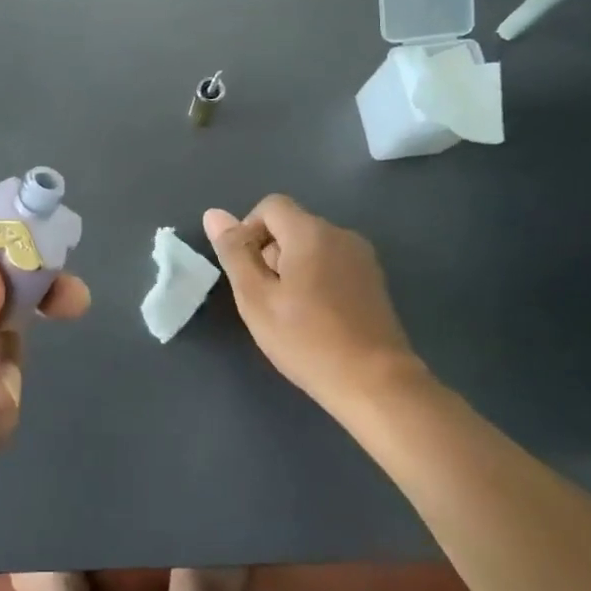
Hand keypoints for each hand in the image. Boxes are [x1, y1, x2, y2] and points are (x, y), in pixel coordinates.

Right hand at [203, 194, 425, 411]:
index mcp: (310, 232)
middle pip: (291, 225)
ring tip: (290, 311)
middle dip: (270, 252)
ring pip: (312, 246)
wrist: (376, 384)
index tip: (247, 272)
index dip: (248, 230)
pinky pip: (333, 263)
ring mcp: (362, 258)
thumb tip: (214, 214)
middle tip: (265, 298)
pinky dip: (316, 278)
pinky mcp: (374, 281)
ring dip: (292, 267)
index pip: (270, 206)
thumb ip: (234, 252)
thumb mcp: (256, 298)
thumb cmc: (307, 339)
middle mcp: (340, 234)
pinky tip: (316, 317)